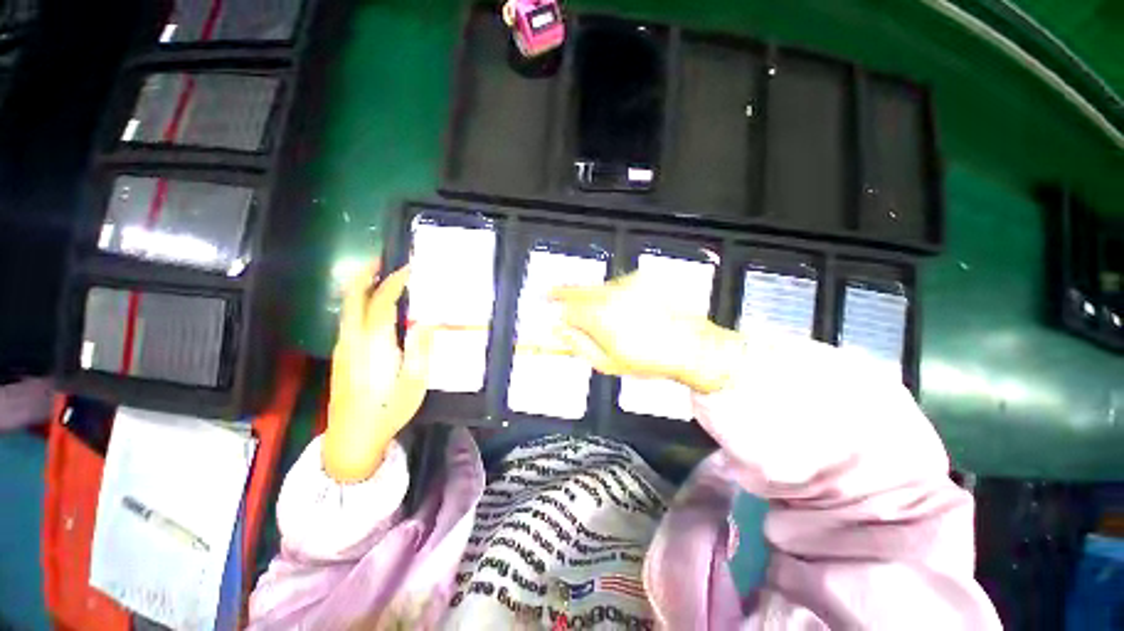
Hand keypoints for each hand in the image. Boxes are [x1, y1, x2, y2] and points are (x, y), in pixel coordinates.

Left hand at [322, 263, 434, 482]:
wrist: (352, 438)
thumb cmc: (388, 410)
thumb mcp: (414, 384)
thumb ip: (420, 350)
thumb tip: (426, 322)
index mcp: (374, 346)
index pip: (381, 303)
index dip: (394, 282)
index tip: (409, 269)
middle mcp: (352, 341)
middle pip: (352, 299)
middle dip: (364, 275)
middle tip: (380, 259)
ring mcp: (343, 348)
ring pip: (347, 308)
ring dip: (360, 287)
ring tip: (379, 276)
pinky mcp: (341, 355)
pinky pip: (348, 319)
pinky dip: (359, 303)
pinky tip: (373, 306)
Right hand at [550, 273, 743, 393]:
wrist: (691, 346)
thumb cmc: (648, 359)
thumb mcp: (608, 363)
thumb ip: (579, 345)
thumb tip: (560, 331)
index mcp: (599, 317)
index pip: (566, 308)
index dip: (553, 308)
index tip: (544, 306)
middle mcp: (611, 295)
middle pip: (578, 290)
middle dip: (562, 291)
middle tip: (549, 291)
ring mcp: (628, 284)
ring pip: (598, 287)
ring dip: (590, 296)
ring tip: (599, 313)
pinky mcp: (642, 280)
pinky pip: (618, 285)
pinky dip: (613, 294)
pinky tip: (623, 309)